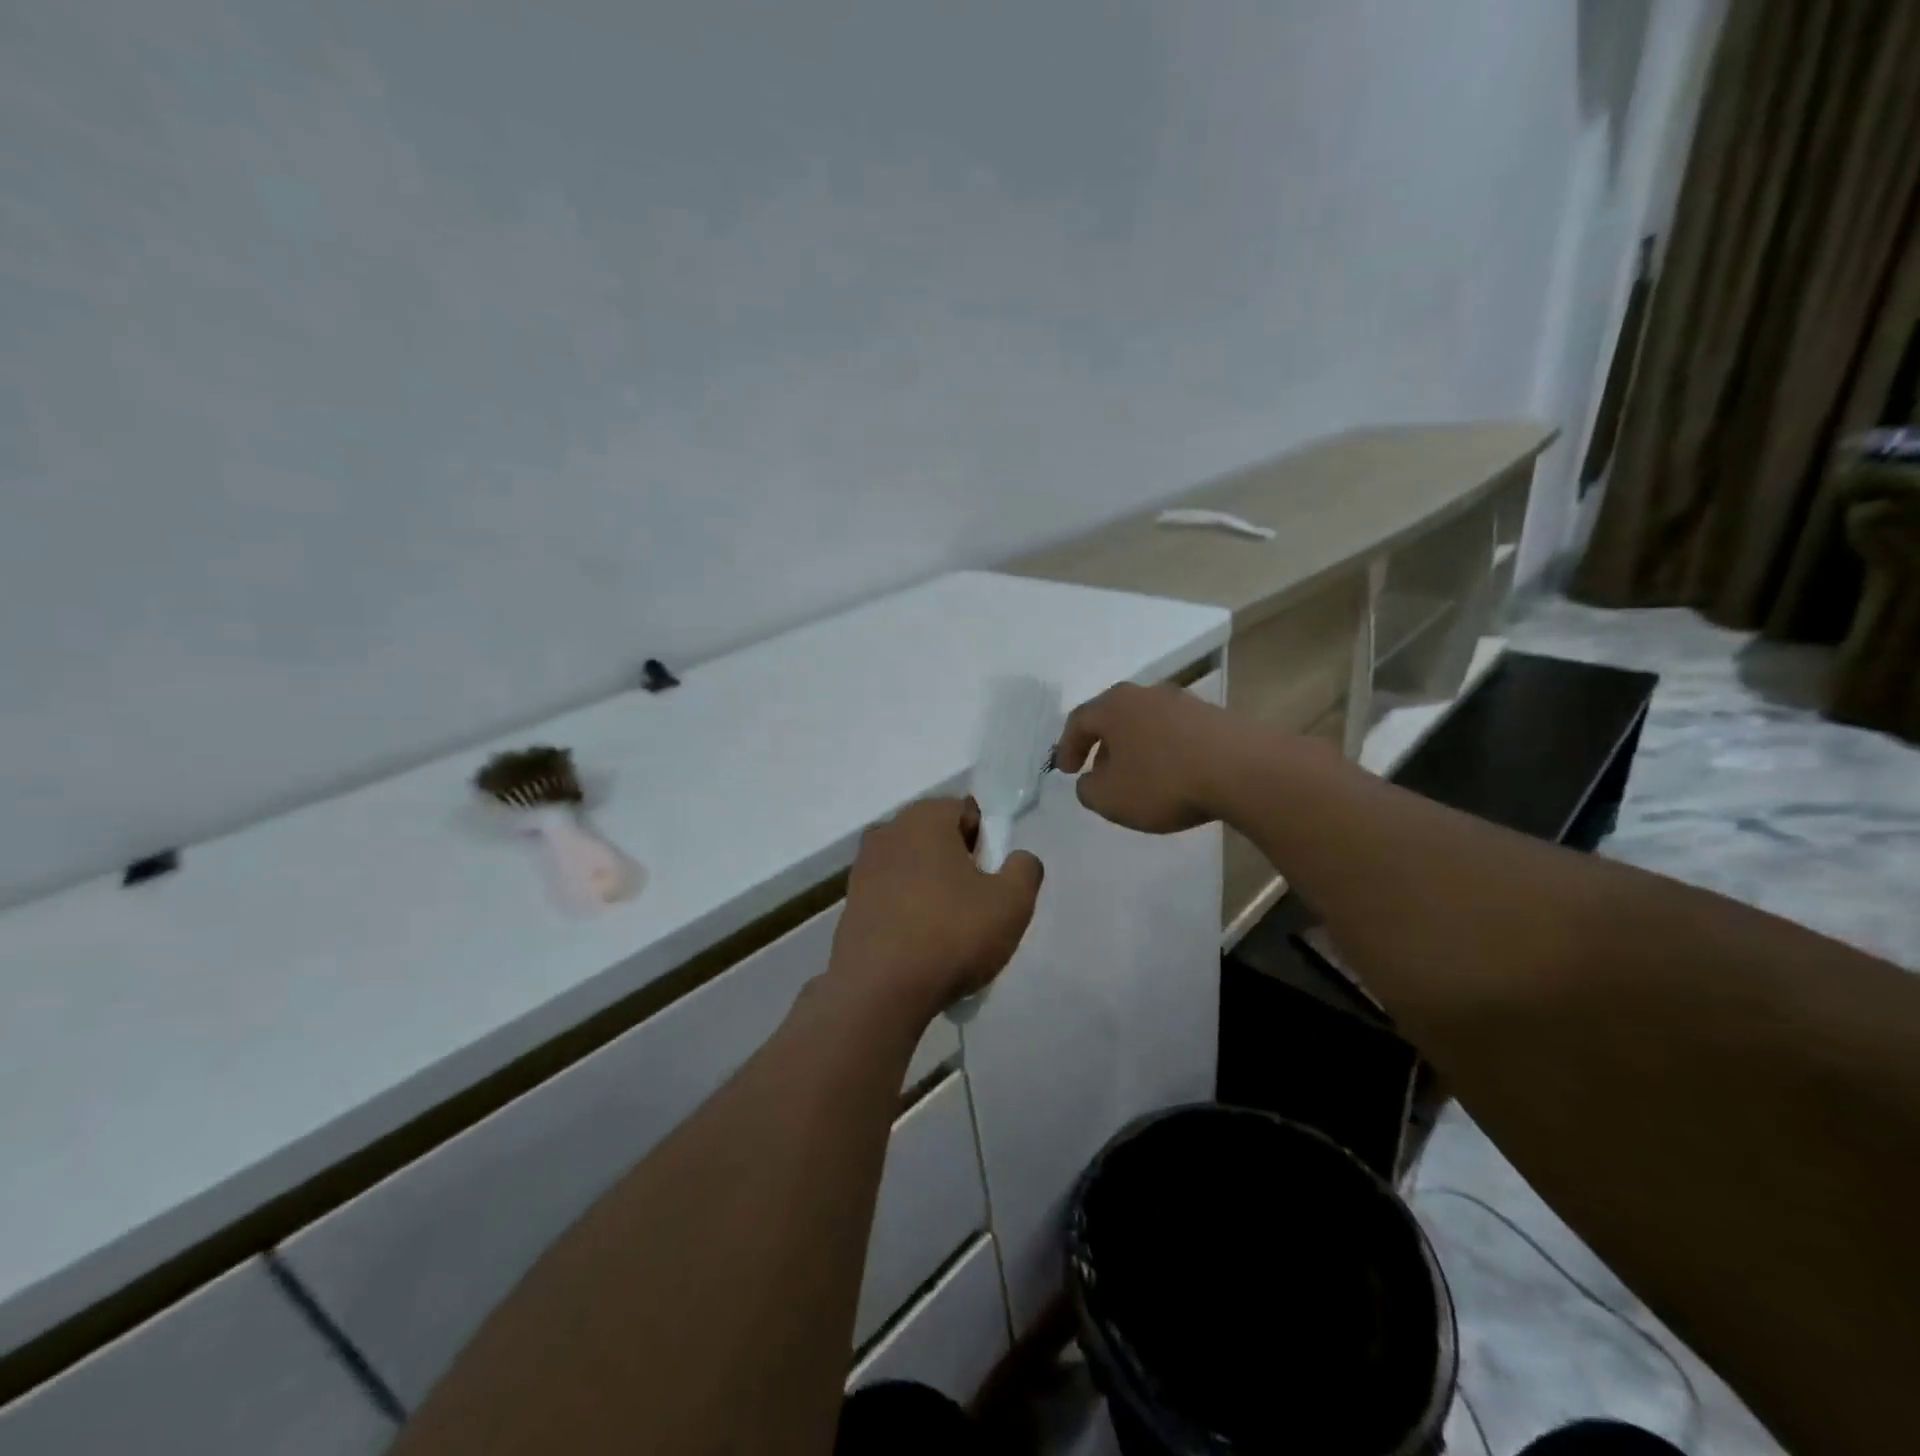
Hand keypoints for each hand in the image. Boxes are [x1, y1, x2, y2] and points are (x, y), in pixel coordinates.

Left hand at [828, 797, 1043, 1022]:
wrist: (878, 991)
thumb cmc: (951, 934)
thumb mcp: (1012, 903)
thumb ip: (1024, 869)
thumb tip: (1017, 859)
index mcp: (924, 818)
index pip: (966, 812)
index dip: (986, 843)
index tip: (991, 880)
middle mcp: (888, 832)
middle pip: (937, 839)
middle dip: (959, 865)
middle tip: (976, 907)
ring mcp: (863, 868)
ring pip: (913, 868)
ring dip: (932, 889)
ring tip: (948, 932)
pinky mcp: (850, 904)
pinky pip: (891, 896)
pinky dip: (908, 911)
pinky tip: (920, 946)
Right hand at [1054, 682, 1242, 832]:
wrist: (1243, 771)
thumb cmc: (1163, 782)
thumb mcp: (1110, 798)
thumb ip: (1088, 790)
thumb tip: (1090, 780)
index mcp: (1114, 706)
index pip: (1079, 720)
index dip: (1067, 747)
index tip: (1067, 771)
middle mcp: (1146, 694)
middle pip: (1114, 717)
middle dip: (1102, 745)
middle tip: (1098, 771)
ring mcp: (1183, 702)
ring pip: (1145, 723)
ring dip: (1135, 748)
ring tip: (1136, 777)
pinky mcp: (1213, 717)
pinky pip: (1175, 733)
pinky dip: (1164, 751)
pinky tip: (1171, 775)